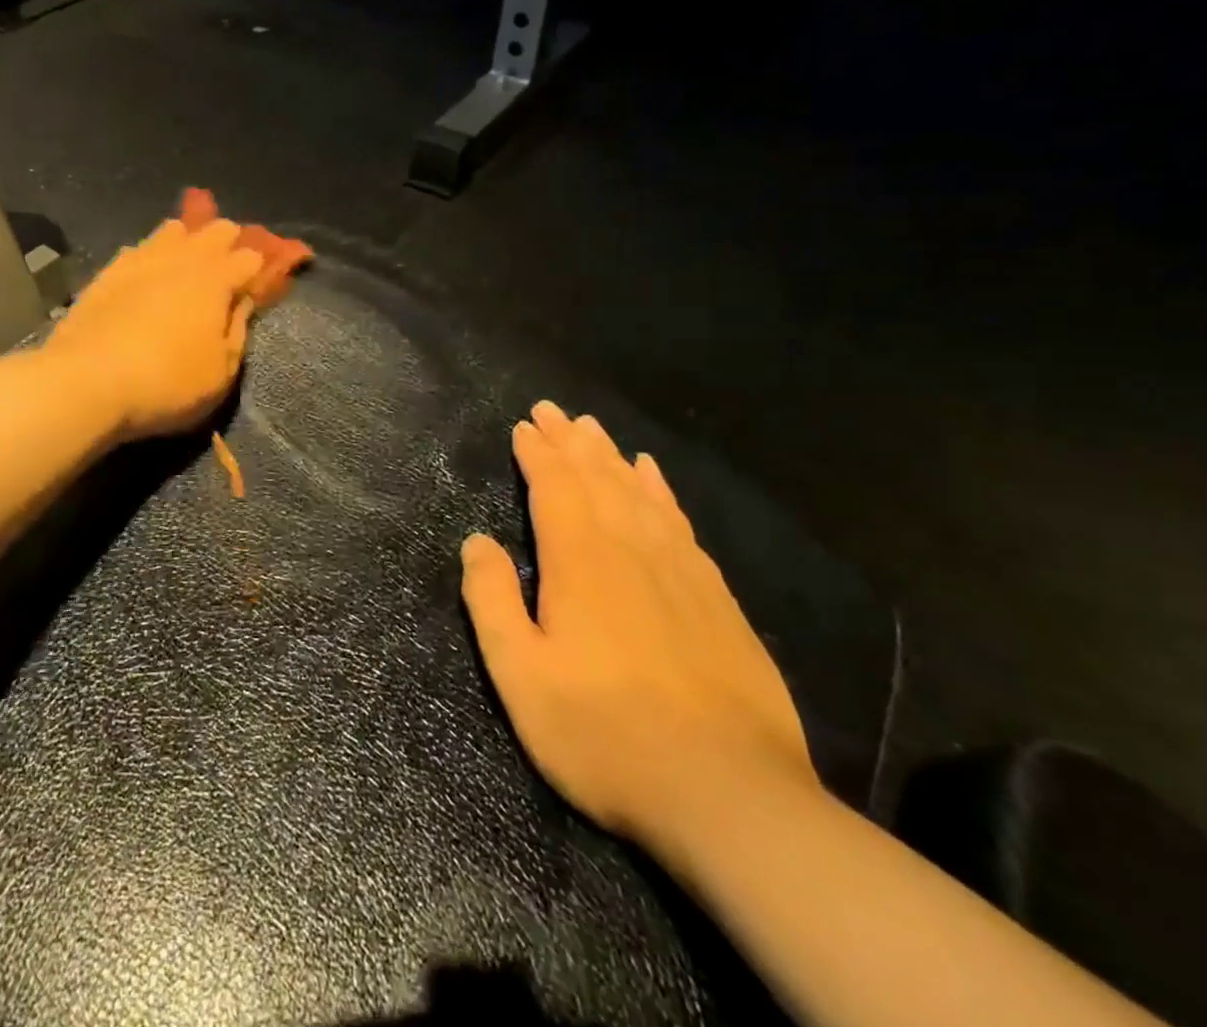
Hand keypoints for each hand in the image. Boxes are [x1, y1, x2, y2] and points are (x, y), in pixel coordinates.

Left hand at [45, 219, 265, 441]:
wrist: (86, 382)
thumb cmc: (166, 384)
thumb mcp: (221, 373)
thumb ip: (237, 332)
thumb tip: (243, 303)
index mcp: (217, 280)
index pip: (251, 257)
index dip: (263, 265)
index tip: (265, 279)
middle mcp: (182, 258)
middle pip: (215, 231)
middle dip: (230, 241)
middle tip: (232, 265)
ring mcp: (141, 259)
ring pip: (173, 230)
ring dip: (189, 238)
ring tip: (191, 258)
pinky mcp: (108, 271)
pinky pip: (139, 248)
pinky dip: (153, 253)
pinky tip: (150, 269)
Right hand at [460, 402, 818, 852]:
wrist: (729, 796)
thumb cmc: (604, 735)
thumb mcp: (521, 676)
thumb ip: (492, 601)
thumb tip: (477, 541)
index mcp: (580, 563)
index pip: (555, 488)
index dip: (537, 454)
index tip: (524, 426)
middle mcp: (630, 550)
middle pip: (597, 479)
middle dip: (570, 442)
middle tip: (553, 409)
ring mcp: (680, 572)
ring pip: (639, 493)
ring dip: (611, 457)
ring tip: (594, 429)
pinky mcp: (716, 599)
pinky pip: (680, 523)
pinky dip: (661, 491)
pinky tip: (654, 477)